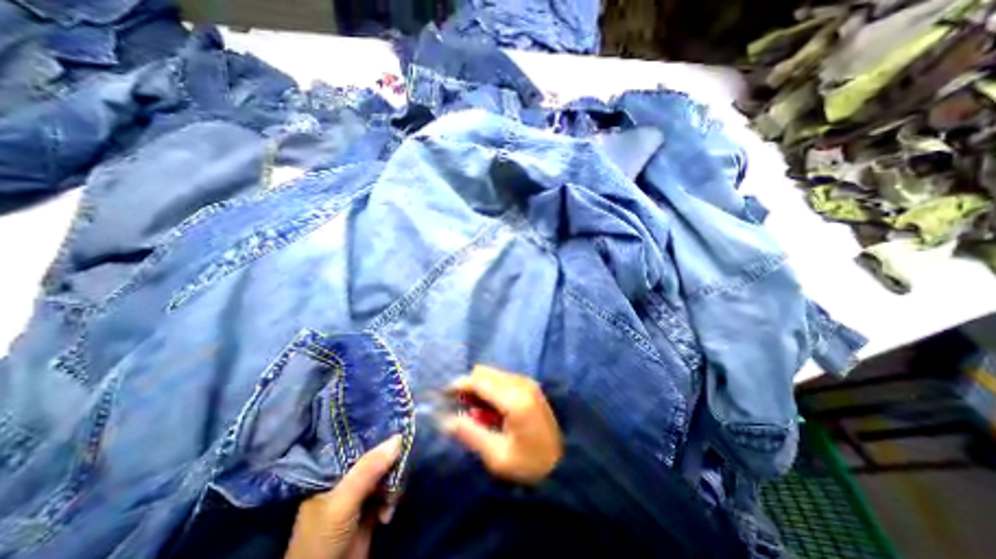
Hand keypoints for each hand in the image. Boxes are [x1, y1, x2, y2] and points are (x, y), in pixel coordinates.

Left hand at [281, 437, 401, 558]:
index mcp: (331, 470)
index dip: (378, 433)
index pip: (357, 441)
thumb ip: (368, 469)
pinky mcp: (372, 508)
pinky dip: (393, 499)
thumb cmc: (323, 538)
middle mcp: (347, 477)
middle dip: (391, 462)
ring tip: (392, 499)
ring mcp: (360, 493)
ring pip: (386, 472)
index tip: (399, 425)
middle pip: (376, 456)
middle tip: (400, 466)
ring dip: (394, 484)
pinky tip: (388, 513)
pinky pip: (390, 491)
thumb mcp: (342, 501)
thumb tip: (399, 438)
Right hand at [442, 366, 558, 484]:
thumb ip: (471, 434)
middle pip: (484, 373)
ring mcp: (526, 382)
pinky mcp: (529, 386)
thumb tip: (446, 420)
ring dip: (478, 388)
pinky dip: (490, 390)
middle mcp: (521, 383)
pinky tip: (489, 410)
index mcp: (514, 399)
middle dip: (467, 386)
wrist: (564, 462)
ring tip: (473, 412)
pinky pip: (501, 380)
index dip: (458, 385)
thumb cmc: (530, 464)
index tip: (442, 395)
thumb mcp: (497, 456)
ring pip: (492, 374)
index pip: (478, 381)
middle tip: (458, 407)